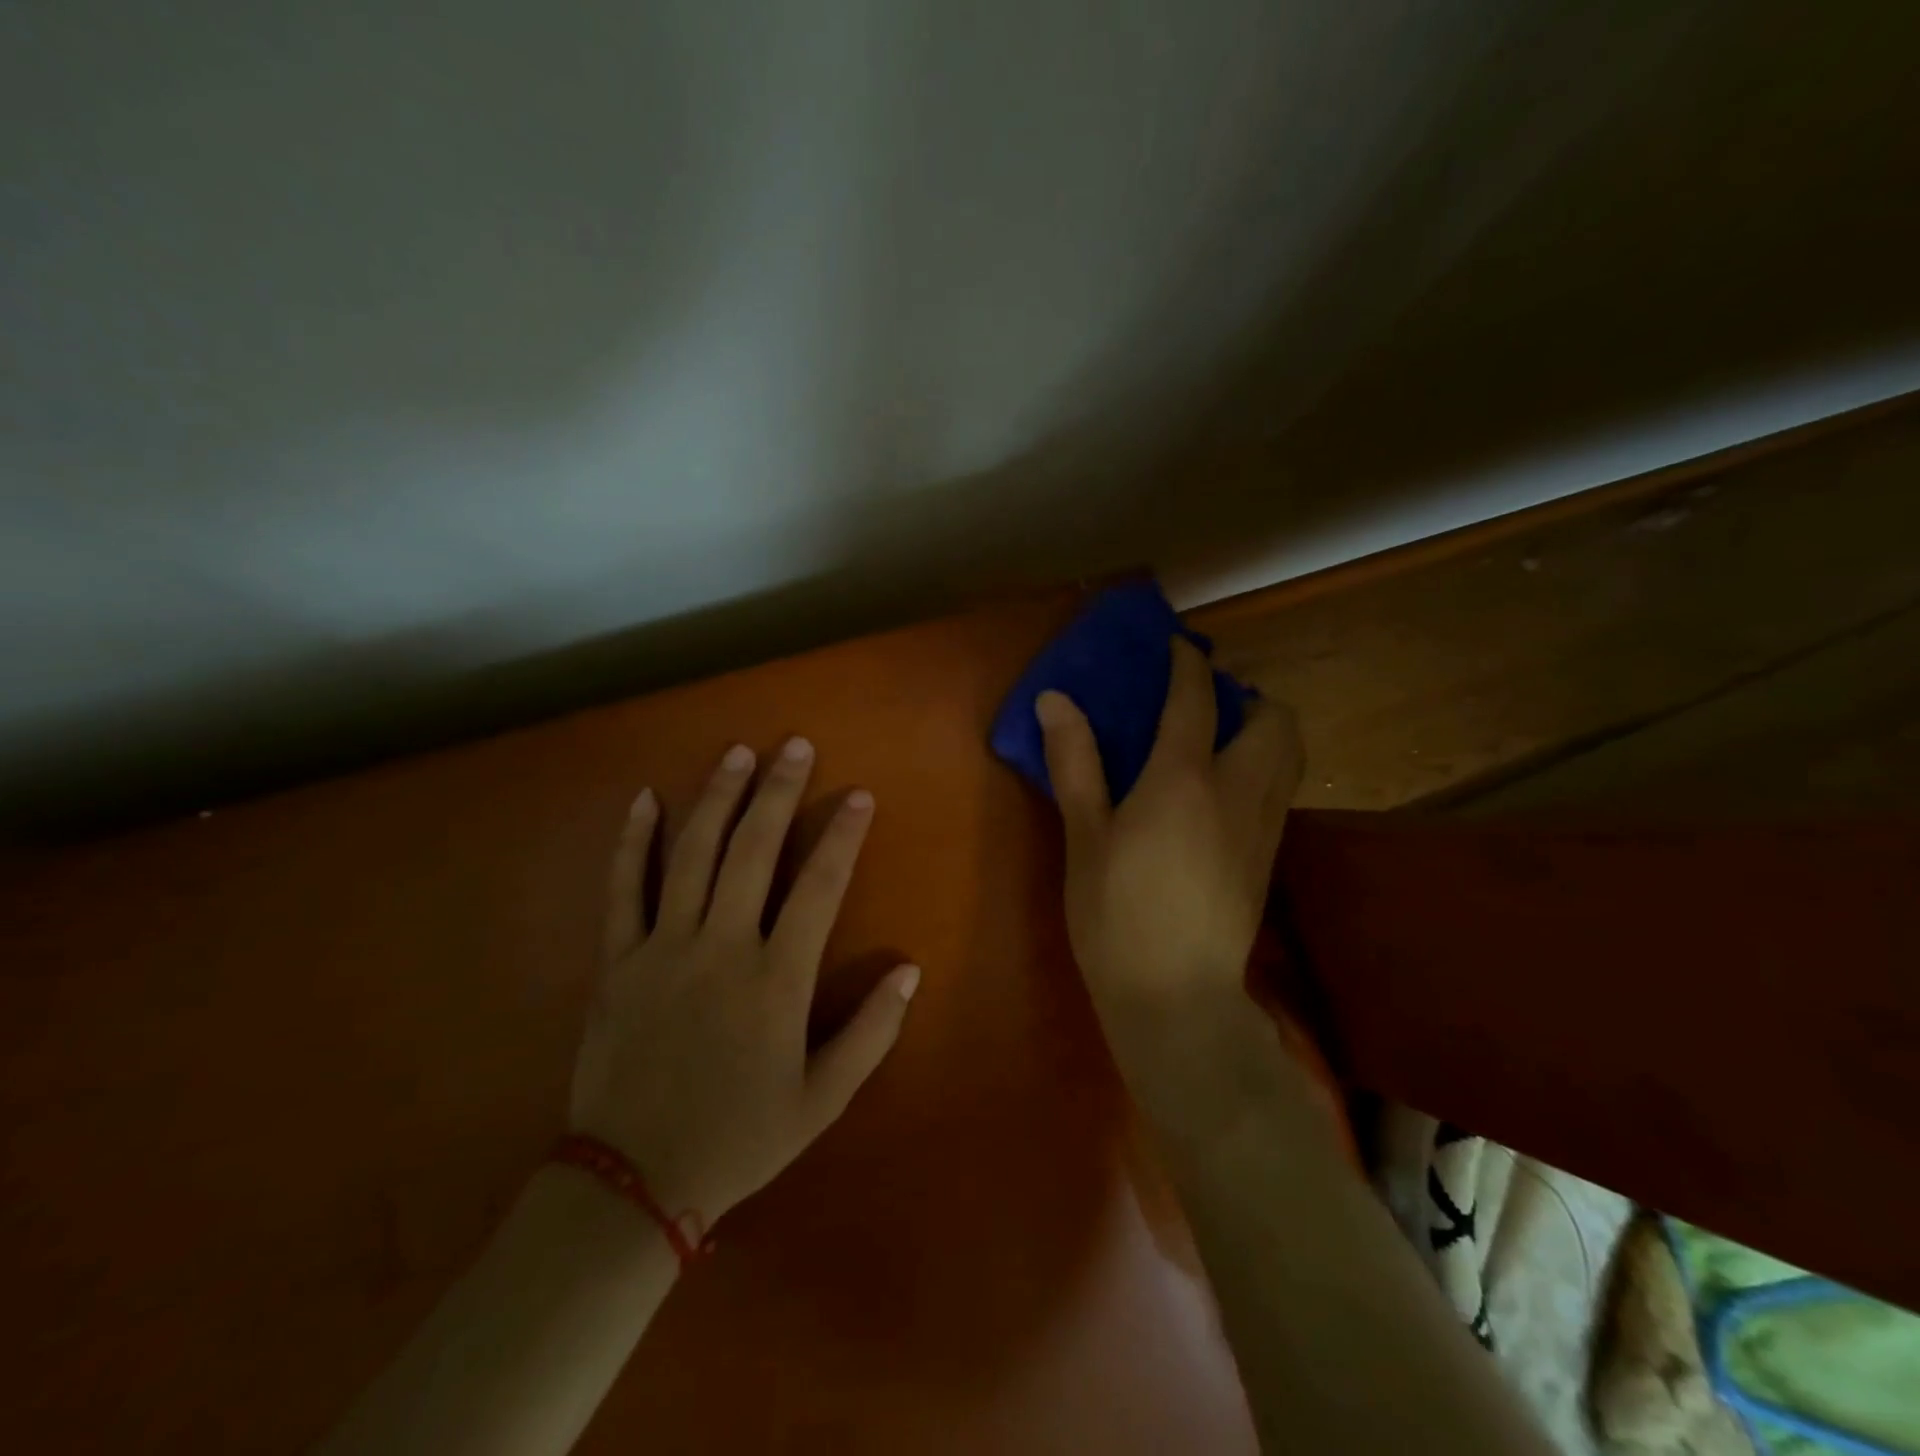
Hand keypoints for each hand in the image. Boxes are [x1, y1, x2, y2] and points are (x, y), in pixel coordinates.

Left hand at [569, 738, 919, 1227]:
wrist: (633, 1182)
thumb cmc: (739, 1138)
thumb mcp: (822, 1098)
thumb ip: (871, 1031)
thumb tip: (910, 969)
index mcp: (777, 978)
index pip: (819, 886)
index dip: (842, 836)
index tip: (858, 796)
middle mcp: (722, 946)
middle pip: (754, 850)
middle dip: (779, 792)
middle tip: (795, 745)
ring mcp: (663, 948)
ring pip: (693, 854)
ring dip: (717, 797)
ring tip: (737, 753)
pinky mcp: (617, 961)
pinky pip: (623, 889)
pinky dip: (633, 841)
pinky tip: (644, 799)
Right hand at [1035, 637, 1301, 1093]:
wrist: (1176, 998)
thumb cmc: (1115, 915)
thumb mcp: (1083, 836)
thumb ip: (1075, 763)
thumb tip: (1055, 699)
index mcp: (1183, 779)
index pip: (1196, 698)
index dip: (1187, 664)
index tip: (1176, 646)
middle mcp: (1237, 791)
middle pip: (1274, 719)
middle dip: (1248, 696)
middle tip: (1205, 703)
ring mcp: (1262, 826)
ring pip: (1289, 754)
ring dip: (1263, 730)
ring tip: (1218, 741)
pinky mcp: (1269, 857)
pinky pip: (1280, 788)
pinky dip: (1263, 766)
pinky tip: (1221, 792)